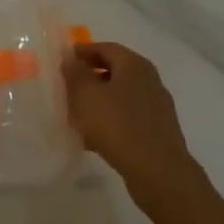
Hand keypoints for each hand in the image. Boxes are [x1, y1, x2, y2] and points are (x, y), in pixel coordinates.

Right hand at [61, 41, 201, 203]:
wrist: (160, 175)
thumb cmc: (119, 126)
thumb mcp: (86, 95)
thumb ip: (75, 73)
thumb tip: (71, 60)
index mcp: (134, 65)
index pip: (104, 48)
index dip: (81, 52)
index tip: (62, 61)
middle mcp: (149, 81)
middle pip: (112, 72)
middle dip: (88, 79)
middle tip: (66, 88)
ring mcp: (155, 109)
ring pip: (118, 98)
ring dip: (97, 103)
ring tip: (74, 116)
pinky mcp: (157, 133)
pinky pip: (126, 120)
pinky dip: (109, 122)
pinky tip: (91, 139)